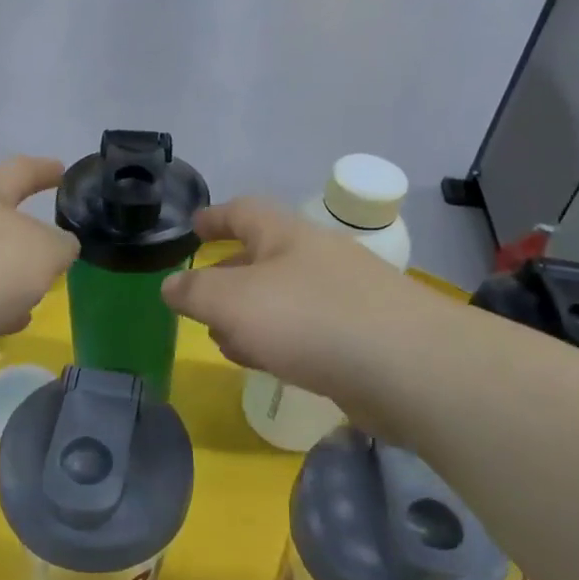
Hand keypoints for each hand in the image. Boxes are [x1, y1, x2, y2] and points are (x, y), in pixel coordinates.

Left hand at [0, 157, 79, 382]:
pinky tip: (12, 320)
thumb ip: (61, 245)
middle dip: (28, 233)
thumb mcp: (44, 251)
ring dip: (12, 275)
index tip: (63, 169)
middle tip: (57, 246)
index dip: (44, 169)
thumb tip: (59, 248)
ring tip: (41, 288)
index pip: (20, 170)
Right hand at [162, 198, 450, 430]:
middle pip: (263, 256)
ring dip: (250, 313)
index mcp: (287, 236)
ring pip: (283, 297)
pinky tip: (264, 361)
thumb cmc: (311, 320)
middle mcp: (317, 258)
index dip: (214, 217)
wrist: (409, 368)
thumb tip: (168, 286)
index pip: (244, 211)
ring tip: (222, 336)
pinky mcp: (362, 336)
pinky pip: (305, 330)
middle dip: (227, 274)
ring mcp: (345, 297)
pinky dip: (276, 339)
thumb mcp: (234, 302)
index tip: (193, 227)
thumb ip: (195, 293)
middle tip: (200, 295)